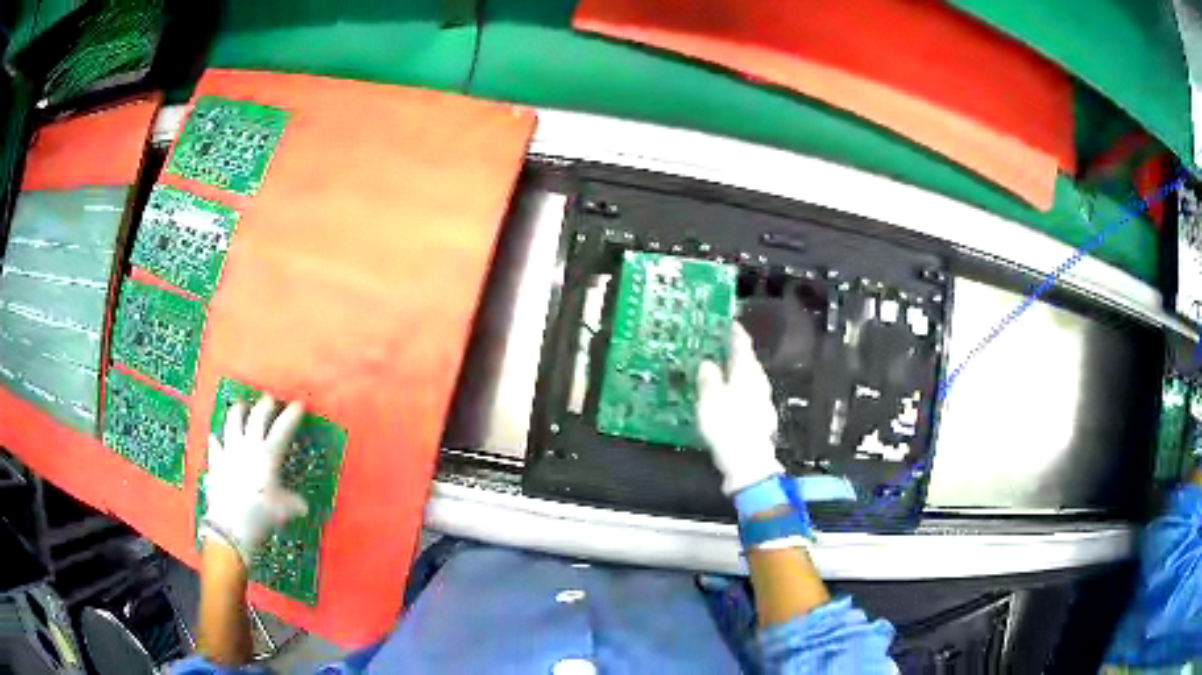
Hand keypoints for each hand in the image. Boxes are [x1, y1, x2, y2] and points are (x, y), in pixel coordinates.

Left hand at [201, 395, 308, 565]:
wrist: (231, 526)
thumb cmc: (260, 515)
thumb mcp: (284, 511)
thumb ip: (293, 503)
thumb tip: (302, 505)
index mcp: (268, 456)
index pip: (282, 429)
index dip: (292, 415)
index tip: (298, 404)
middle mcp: (248, 447)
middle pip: (256, 417)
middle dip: (265, 405)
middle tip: (270, 399)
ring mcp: (229, 451)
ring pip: (232, 422)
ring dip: (238, 411)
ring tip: (242, 406)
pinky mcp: (215, 461)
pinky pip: (215, 444)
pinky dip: (217, 440)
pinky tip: (216, 437)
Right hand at [697, 322, 784, 494]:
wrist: (748, 462)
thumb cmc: (727, 426)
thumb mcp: (710, 399)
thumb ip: (709, 378)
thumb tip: (708, 362)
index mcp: (747, 371)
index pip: (743, 344)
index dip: (734, 331)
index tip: (726, 321)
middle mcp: (759, 382)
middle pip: (748, 361)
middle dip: (734, 353)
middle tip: (717, 347)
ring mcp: (762, 401)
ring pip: (749, 379)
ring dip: (736, 373)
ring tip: (719, 372)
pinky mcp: (761, 418)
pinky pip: (748, 396)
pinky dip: (738, 392)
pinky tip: (729, 399)